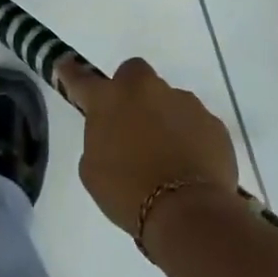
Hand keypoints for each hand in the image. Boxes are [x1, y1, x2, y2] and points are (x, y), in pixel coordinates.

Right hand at [59, 57, 239, 243]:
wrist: (187, 211)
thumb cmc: (127, 192)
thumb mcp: (93, 169)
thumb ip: (99, 139)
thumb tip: (113, 133)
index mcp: (109, 99)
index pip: (81, 78)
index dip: (71, 73)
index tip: (65, 65)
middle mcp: (146, 90)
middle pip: (134, 73)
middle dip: (131, 90)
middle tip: (131, 121)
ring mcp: (183, 102)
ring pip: (168, 99)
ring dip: (163, 117)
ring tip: (166, 155)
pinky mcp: (212, 121)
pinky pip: (195, 123)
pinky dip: (189, 137)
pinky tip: (188, 165)